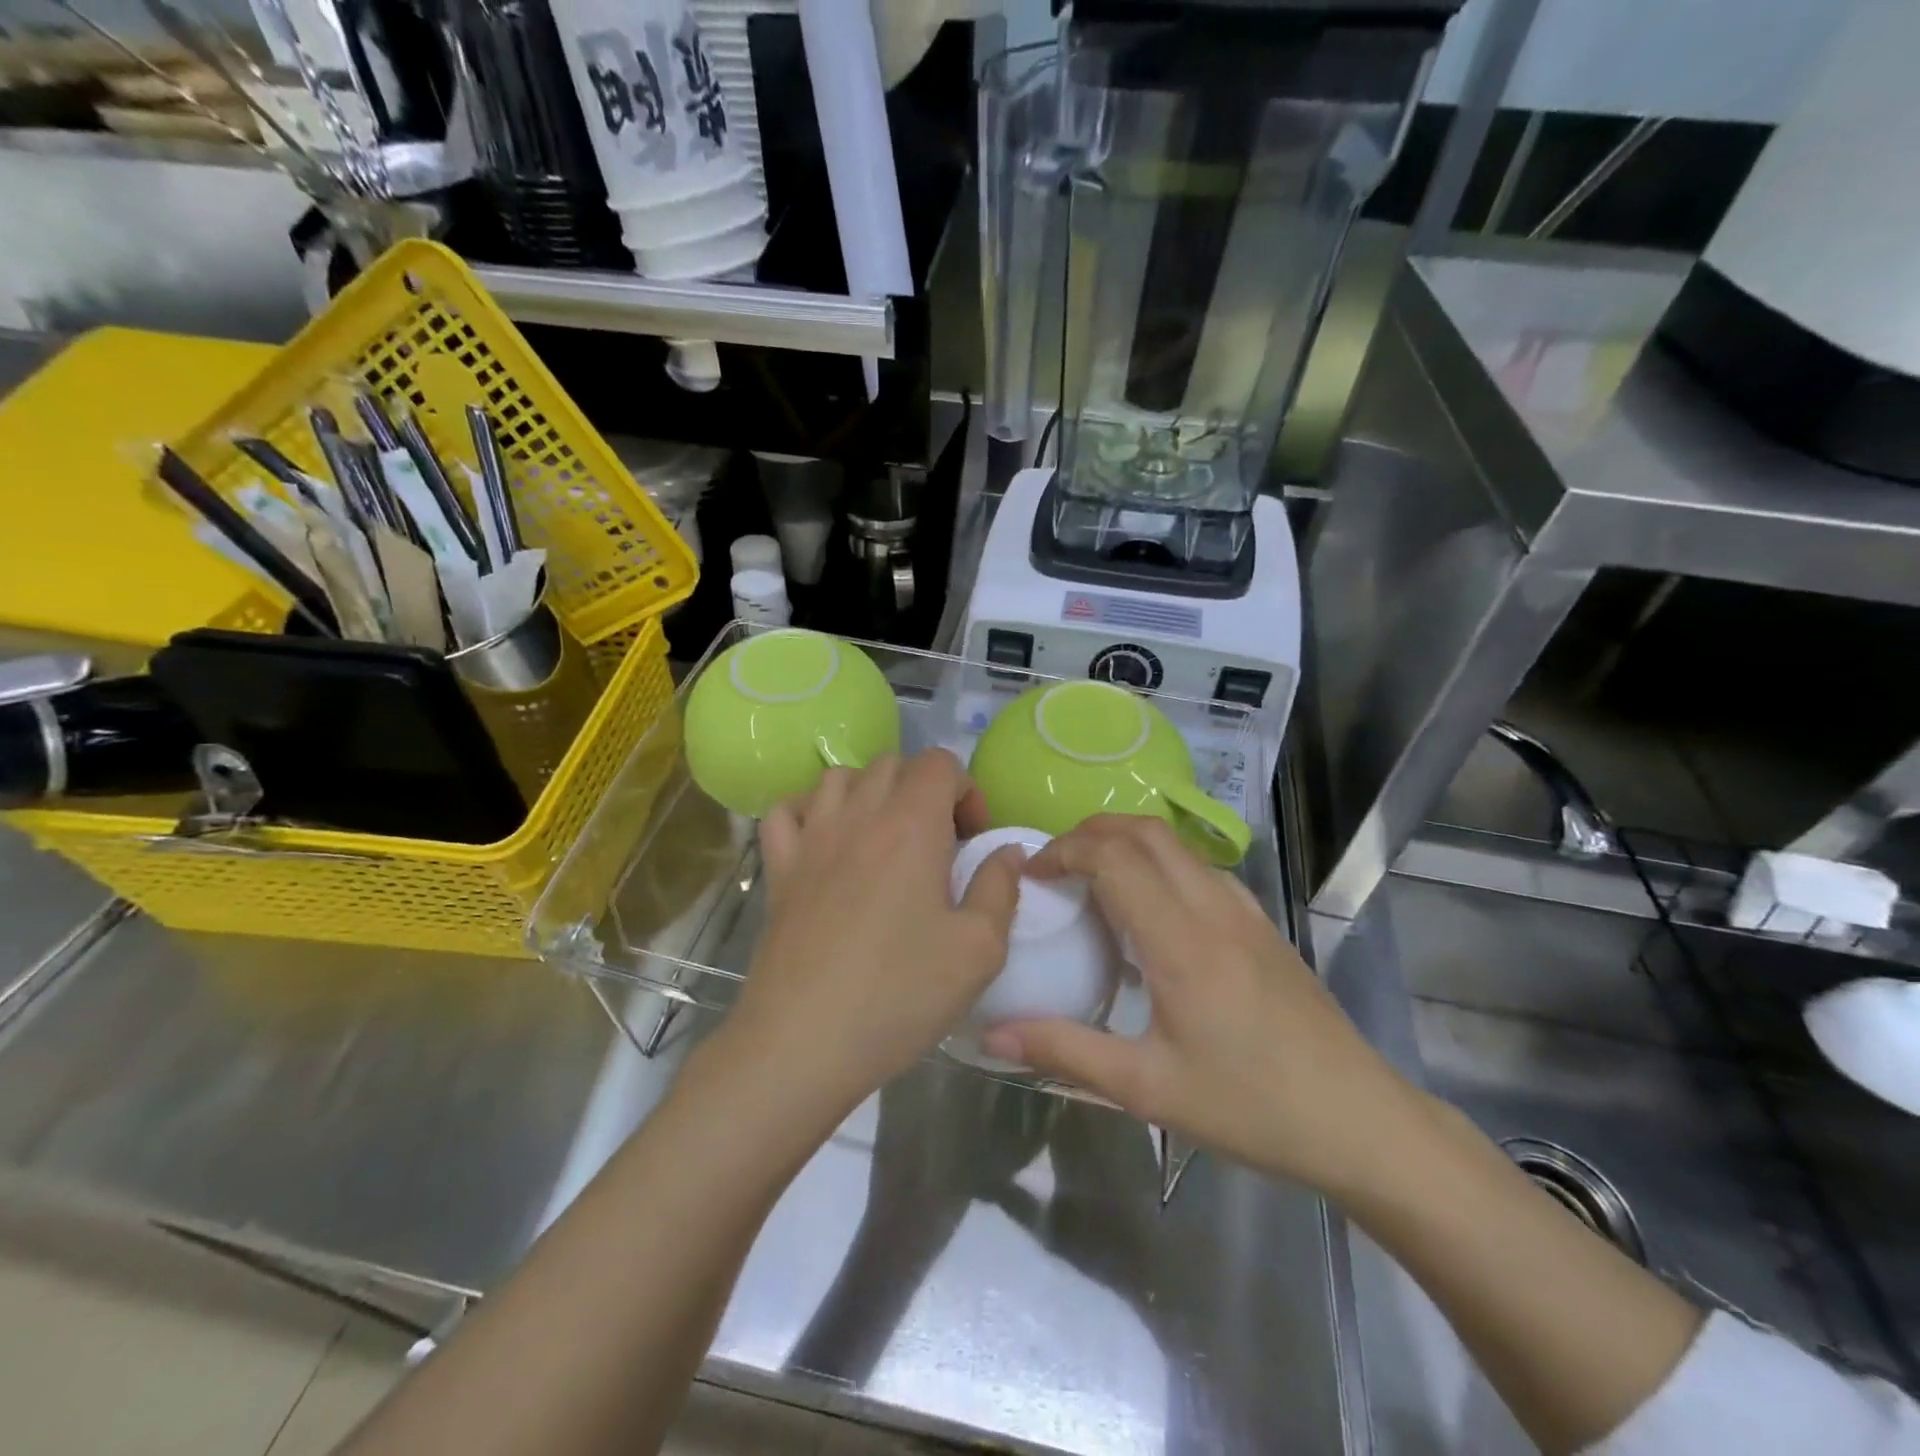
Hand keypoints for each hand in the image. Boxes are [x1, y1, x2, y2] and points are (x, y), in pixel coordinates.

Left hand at [715, 749, 1024, 1125]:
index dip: (965, 789)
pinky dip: (810, 809)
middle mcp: (859, 816)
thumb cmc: (900, 994)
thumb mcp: (979, 950)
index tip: (972, 839)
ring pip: (839, 777)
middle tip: (937, 842)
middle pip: (892, 764)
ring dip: (870, 791)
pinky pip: (788, 810)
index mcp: (912, 826)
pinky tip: (826, 840)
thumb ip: (1000, 888)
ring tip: (885, 836)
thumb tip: (1008, 851)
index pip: (939, 763)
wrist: (803, 1041)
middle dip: (923, 789)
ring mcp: (811, 838)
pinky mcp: (778, 867)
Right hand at [981, 815, 1418, 1196]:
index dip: (1064, 852)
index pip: (1112, 858)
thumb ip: (1065, 1051)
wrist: (1359, 1120)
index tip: (1032, 874)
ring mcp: (1243, 910)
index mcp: (1179, 941)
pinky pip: (1199, 867)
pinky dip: (1159, 861)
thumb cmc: (1249, 1106)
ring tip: (1092, 879)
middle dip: (1089, 833)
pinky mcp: (1261, 922)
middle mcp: (1212, 908)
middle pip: (1143, 831)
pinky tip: (1149, 908)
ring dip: (1125, 842)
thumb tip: (993, 1034)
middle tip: (1054, 866)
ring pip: (1174, 844)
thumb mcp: (1147, 1088)